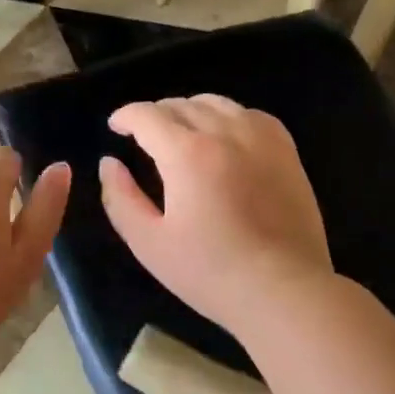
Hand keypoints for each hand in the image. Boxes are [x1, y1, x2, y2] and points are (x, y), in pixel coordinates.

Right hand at [99, 96, 333, 340]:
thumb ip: (120, 198)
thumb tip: (109, 162)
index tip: (116, 127)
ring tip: (182, 133)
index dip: (125, 116)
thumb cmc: (211, 272)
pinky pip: (249, 114)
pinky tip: (225, 138)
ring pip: (215, 103)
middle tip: (144, 137)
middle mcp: (223, 132)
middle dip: (154, 115)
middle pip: (179, 104)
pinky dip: (228, 117)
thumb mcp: (149, 243)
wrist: (284, 290)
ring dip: (189, 111)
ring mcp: (259, 137)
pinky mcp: (285, 149)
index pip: (147, 114)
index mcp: (186, 153)